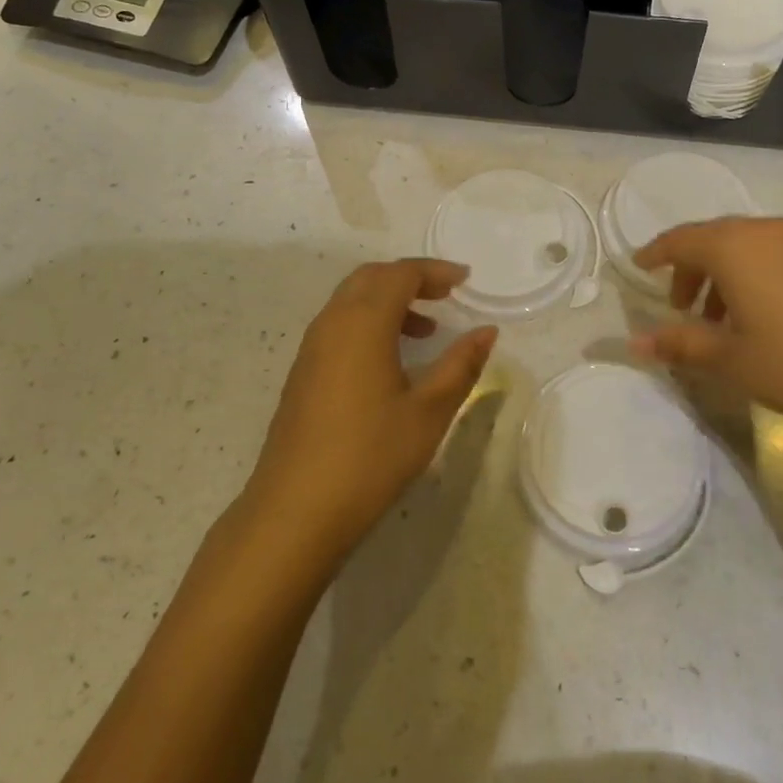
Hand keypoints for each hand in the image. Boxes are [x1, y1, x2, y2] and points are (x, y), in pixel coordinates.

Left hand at [245, 259, 496, 566]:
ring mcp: (311, 348)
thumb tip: (487, 331)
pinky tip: (391, 360)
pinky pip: (339, 325)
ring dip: (389, 301)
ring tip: (427, 329)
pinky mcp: (303, 373)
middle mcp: (332, 324)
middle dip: (410, 278)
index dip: (435, 271)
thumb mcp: (429, 412)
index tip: (466, 280)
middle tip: (446, 295)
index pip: (400, 274)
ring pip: (351, 301)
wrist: (295, 511)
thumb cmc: (370, 457)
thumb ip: (460, 365)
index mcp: (362, 323)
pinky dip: (370, 322)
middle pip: (371, 278)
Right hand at [628, 217, 782, 449]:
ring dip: (722, 277)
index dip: (655, 253)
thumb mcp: (730, 359)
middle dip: (689, 270)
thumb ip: (679, 343)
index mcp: (734, 246)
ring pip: (745, 248)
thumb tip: (635, 343)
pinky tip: (759, 319)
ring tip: (718, 323)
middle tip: (680, 309)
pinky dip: (751, 278)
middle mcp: (765, 231)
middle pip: (712, 239)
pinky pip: (772, 256)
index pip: (680, 239)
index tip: (638, 269)